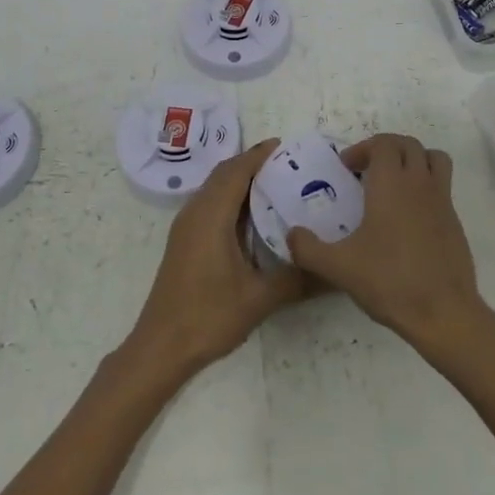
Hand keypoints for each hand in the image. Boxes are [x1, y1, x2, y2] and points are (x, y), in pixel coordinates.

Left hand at [126, 139, 307, 378]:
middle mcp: (195, 212)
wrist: (161, 347)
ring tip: (276, 183)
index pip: (236, 171)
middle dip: (252, 163)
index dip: (259, 155)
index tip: (286, 146)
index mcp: (211, 216)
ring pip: (215, 188)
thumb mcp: (258, 299)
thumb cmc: (208, 316)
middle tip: (288, 164)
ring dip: (240, 180)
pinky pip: (210, 204)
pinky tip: (253, 216)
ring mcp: (186, 227)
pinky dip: (231, 197)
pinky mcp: (185, 241)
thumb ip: (296, 279)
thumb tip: (333, 270)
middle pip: (224, 174)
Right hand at [285, 133, 484, 359]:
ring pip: (433, 158)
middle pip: (408, 144)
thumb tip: (291, 235)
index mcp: (391, 183)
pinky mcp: (455, 221)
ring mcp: (442, 200)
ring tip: (394, 182)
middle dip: (386, 149)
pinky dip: (426, 186)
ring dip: (413, 159)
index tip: (347, 169)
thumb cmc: (389, 281)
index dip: (363, 148)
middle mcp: (419, 183)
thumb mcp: (338, 267)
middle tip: (366, 171)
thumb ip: (308, 248)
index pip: (383, 143)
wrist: (443, 313)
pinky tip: (409, 218)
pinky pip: (442, 186)